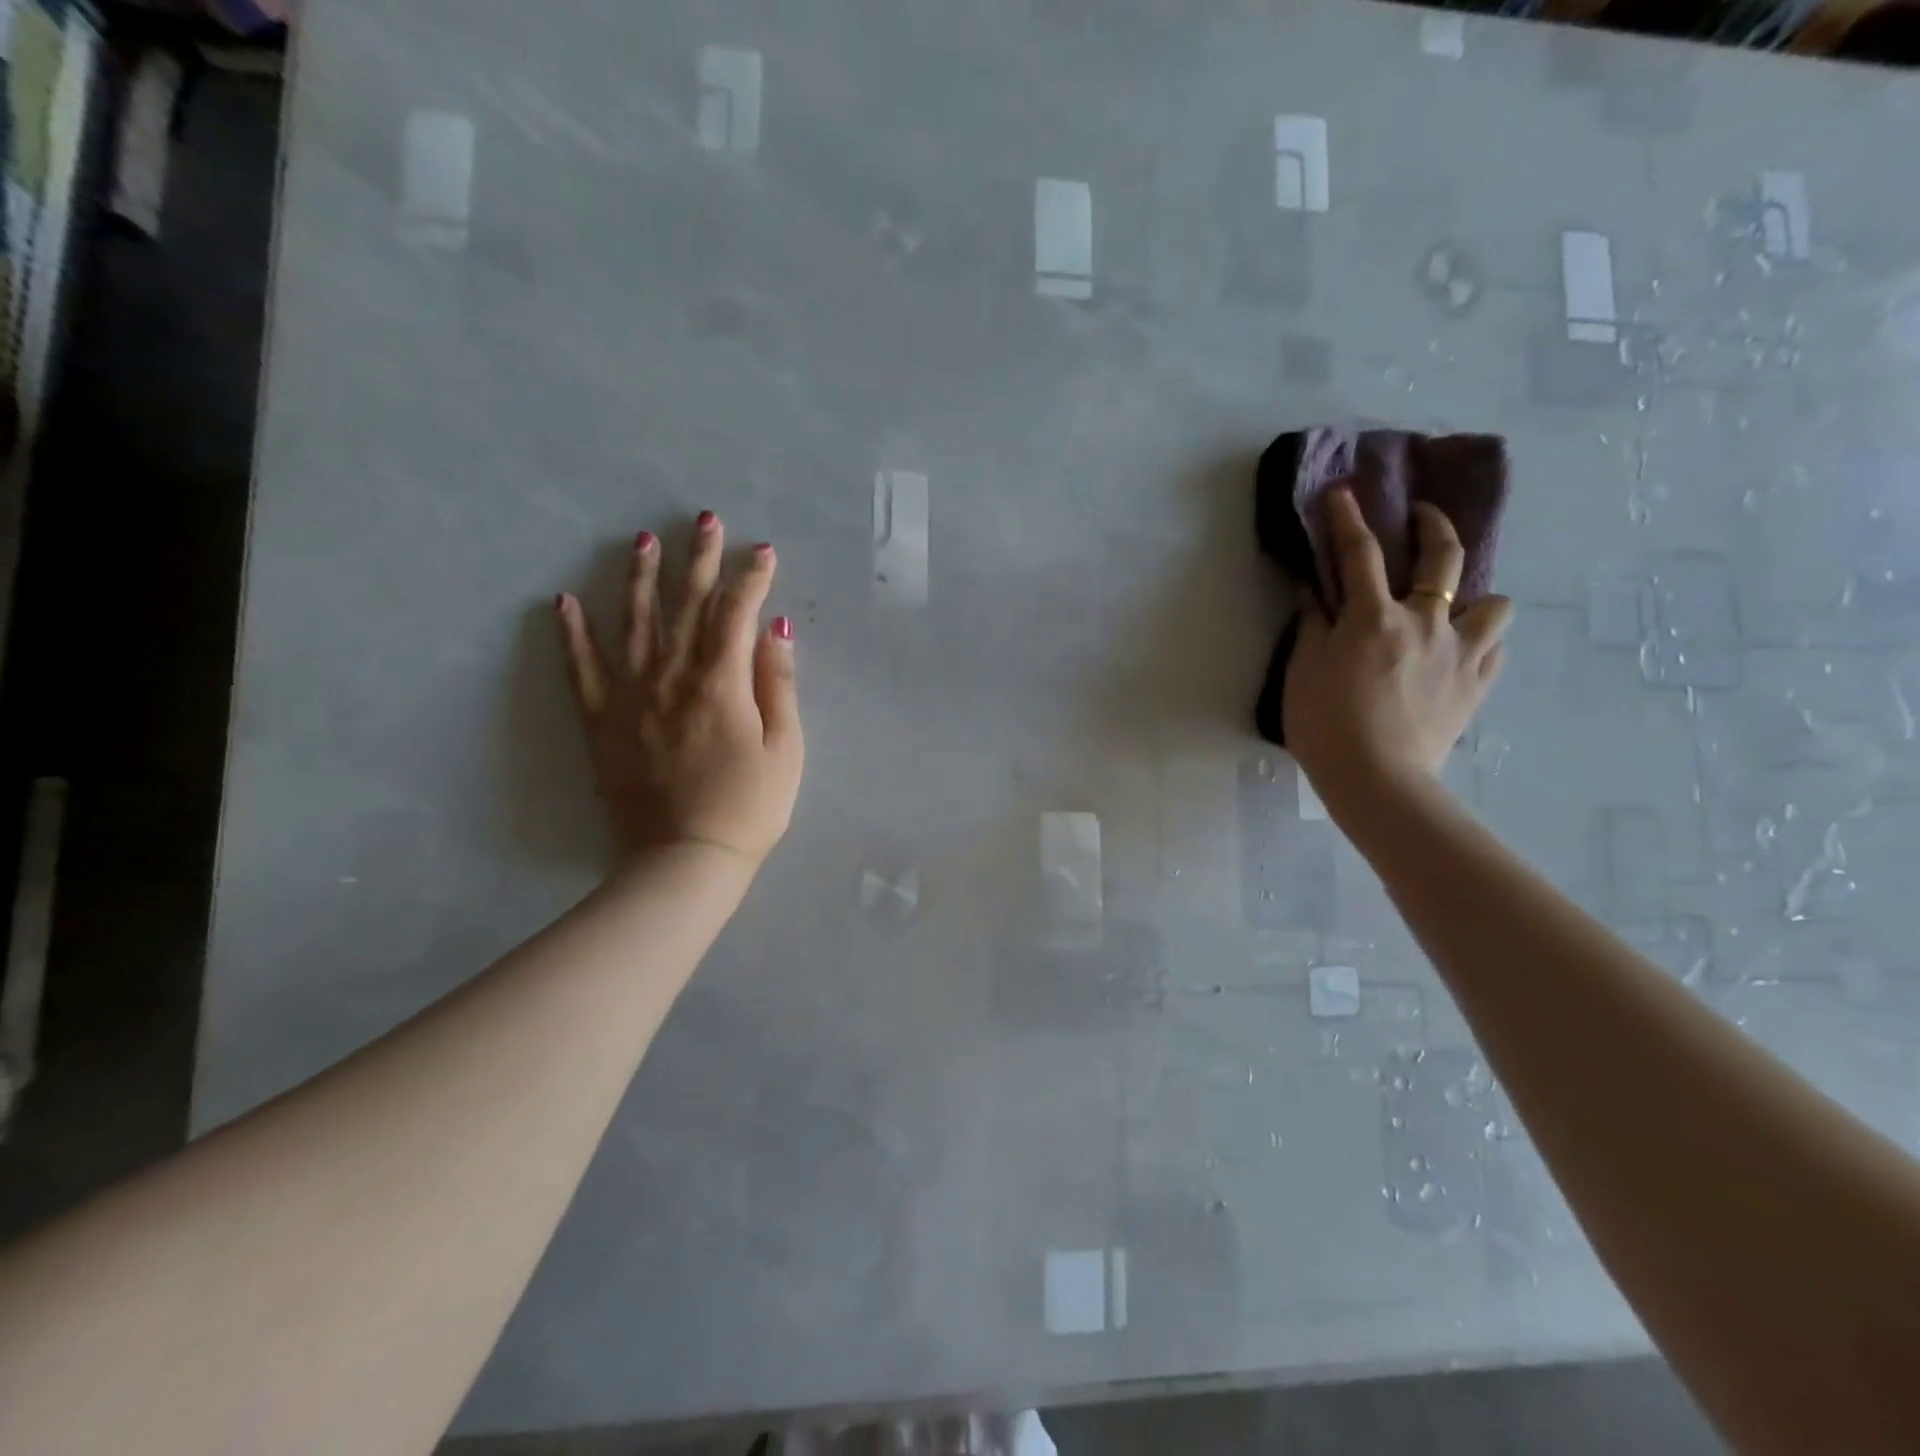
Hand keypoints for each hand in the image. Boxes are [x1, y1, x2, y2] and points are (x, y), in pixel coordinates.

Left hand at [556, 512, 803, 867]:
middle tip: (704, 519)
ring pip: (634, 624)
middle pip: (686, 606)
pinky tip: (564, 602)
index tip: (762, 550)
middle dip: (699, 559)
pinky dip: (572, 634)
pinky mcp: (601, 723)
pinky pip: (581, 670)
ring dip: (640, 578)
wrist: (685, 860)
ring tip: (642, 540)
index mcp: (721, 684)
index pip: (736, 613)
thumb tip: (775, 627)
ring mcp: (630, 698)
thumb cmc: (749, 808)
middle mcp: (672, 678)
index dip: (751, 577)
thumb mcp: (786, 749)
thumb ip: (778, 684)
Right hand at [1284, 489, 1512, 809]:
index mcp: (1374, 618)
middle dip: (1433, 525)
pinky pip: (1495, 648)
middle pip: (1442, 557)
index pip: (1360, 554)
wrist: (1376, 779)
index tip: (1344, 492)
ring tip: (1456, 608)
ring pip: (1494, 602)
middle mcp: (1425, 622)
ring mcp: (1460, 652)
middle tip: (1423, 517)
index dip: (1349, 519)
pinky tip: (1464, 651)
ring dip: (1476, 597)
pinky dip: (1482, 641)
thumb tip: (1317, 594)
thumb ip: (1313, 627)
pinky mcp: (1478, 684)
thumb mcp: (1302, 672)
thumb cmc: (1325, 725)